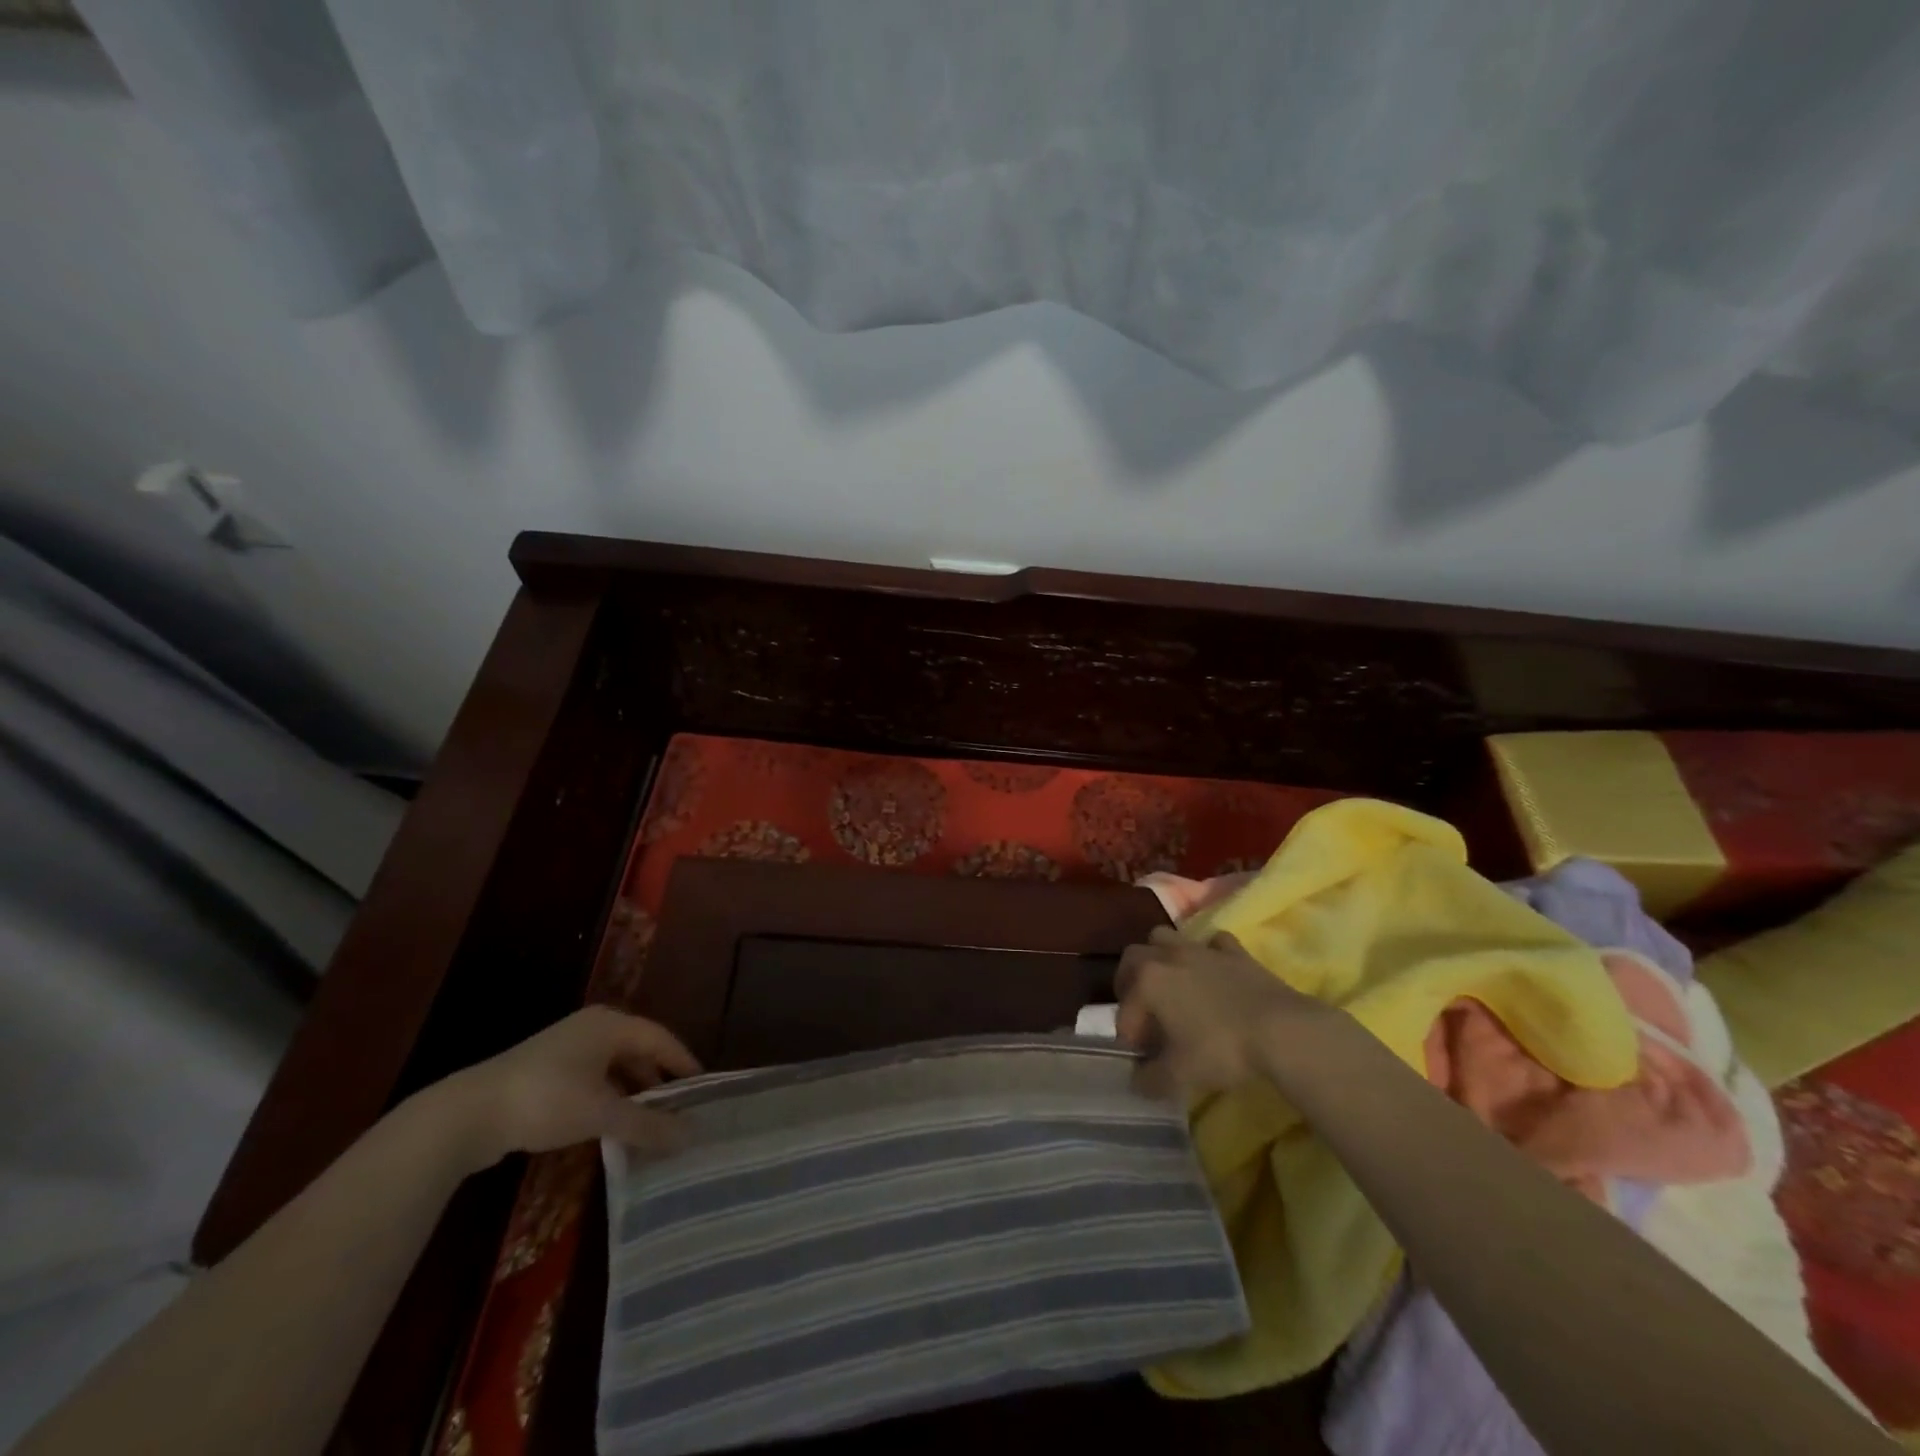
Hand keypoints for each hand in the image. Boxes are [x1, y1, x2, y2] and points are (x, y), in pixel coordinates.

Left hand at [435, 1007, 702, 1167]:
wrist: (466, 1115)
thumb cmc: (546, 1100)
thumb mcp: (602, 1114)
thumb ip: (648, 1124)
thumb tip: (691, 1135)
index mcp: (611, 1024)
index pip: (661, 1038)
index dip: (684, 1062)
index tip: (703, 1088)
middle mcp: (592, 1027)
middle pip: (638, 1050)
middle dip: (658, 1080)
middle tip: (679, 1109)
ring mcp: (566, 1047)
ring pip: (613, 1067)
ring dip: (632, 1092)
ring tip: (649, 1122)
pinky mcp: (544, 1070)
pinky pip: (592, 1079)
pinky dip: (608, 1098)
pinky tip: (610, 1124)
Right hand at [1116, 925, 1325, 1098]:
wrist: (1282, 1030)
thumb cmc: (1222, 1049)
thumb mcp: (1180, 1075)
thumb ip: (1151, 1079)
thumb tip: (1138, 1081)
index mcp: (1148, 980)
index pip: (1125, 1008)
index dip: (1127, 1035)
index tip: (1139, 1058)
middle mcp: (1169, 956)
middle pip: (1133, 956)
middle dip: (1130, 982)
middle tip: (1142, 1012)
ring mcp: (1203, 949)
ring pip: (1167, 938)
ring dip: (1161, 958)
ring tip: (1171, 987)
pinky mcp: (1235, 952)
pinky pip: (1212, 944)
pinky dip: (1207, 955)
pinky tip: (1213, 975)